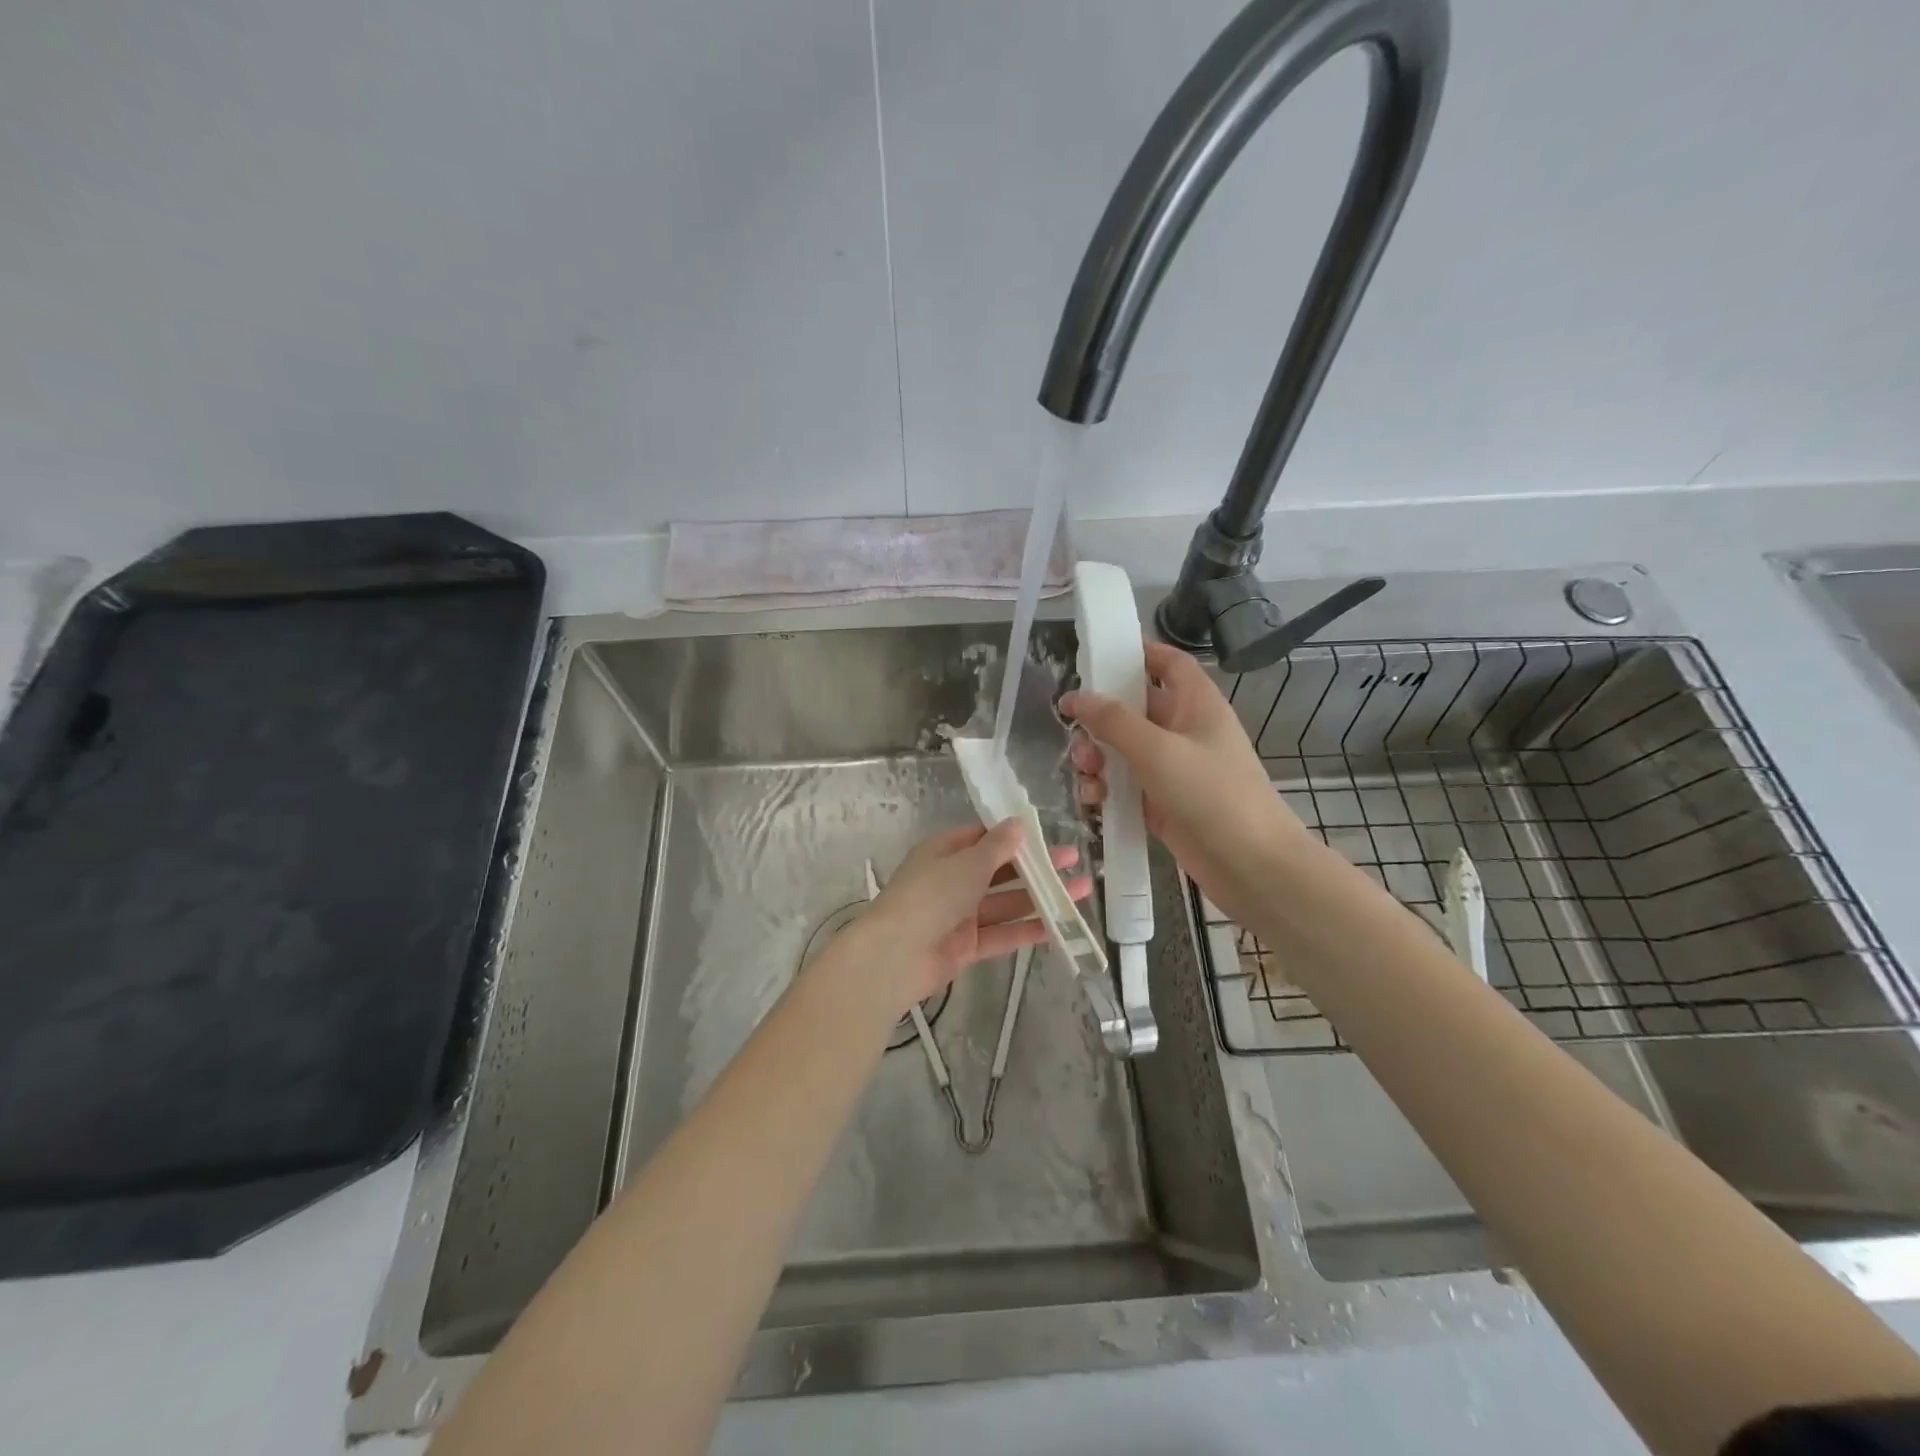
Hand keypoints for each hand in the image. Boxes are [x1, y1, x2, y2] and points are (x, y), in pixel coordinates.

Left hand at [850, 822, 1089, 1009]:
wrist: (895, 955)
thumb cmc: (930, 895)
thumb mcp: (967, 864)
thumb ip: (997, 847)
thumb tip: (1019, 823)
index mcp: (944, 852)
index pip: (982, 837)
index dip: (1013, 835)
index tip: (1046, 834)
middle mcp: (952, 880)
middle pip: (1000, 870)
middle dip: (1036, 867)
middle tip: (1073, 860)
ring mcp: (959, 915)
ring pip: (1006, 903)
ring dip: (1041, 897)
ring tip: (1080, 891)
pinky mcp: (966, 946)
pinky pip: (1002, 934)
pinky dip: (1028, 930)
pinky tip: (1060, 926)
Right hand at [1060, 641, 1307, 926]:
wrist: (1251, 865)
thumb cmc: (1212, 794)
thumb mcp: (1158, 750)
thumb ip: (1113, 720)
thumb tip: (1075, 697)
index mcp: (1196, 704)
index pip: (1167, 663)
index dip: (1137, 653)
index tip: (1095, 656)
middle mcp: (1184, 730)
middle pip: (1134, 707)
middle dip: (1100, 717)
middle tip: (1074, 730)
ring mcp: (1173, 768)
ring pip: (1123, 748)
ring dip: (1097, 755)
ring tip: (1086, 771)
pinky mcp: (1161, 802)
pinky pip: (1124, 784)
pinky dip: (1106, 787)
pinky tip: (1094, 800)